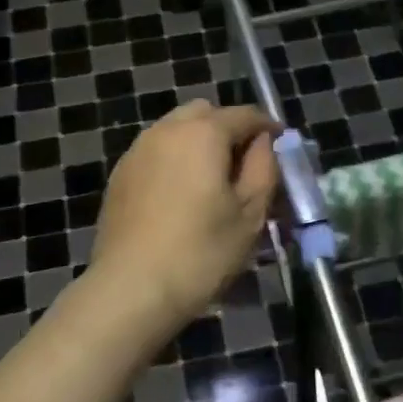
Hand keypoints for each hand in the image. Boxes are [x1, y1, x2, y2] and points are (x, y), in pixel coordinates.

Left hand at [91, 100, 280, 335]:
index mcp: (204, 132)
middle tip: (244, 165)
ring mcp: (139, 149)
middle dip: (228, 129)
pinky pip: (156, 150)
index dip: (268, 127)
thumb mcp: (250, 214)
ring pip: (177, 129)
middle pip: (206, 113)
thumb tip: (264, 142)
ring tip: (211, 182)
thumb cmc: (200, 252)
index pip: (245, 114)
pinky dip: (174, 159)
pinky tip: (180, 196)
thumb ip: (263, 167)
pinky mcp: (120, 172)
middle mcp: (167, 129)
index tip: (282, 147)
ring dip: (198, 142)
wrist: (130, 288)